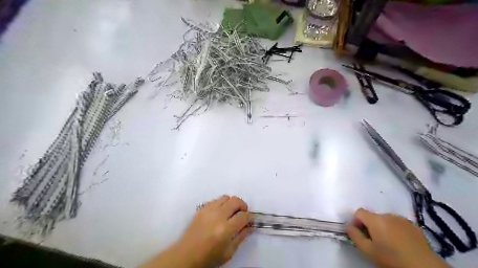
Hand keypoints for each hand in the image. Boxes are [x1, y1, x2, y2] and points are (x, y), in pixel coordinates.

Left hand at [141, 195, 252, 267]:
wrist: (186, 255)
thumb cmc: (209, 257)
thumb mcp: (228, 252)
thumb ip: (241, 237)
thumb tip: (251, 226)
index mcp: (225, 229)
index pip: (243, 215)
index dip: (249, 217)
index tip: (250, 220)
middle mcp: (218, 216)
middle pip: (236, 201)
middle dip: (243, 206)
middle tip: (242, 214)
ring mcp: (208, 210)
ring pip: (226, 197)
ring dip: (232, 203)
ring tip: (231, 212)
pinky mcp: (202, 208)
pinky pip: (216, 200)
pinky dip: (221, 204)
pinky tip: (220, 213)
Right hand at [346, 209, 450, 267]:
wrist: (424, 267)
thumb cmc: (392, 258)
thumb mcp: (368, 251)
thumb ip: (355, 236)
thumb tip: (348, 226)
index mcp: (375, 219)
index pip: (359, 212)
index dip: (356, 221)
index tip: (359, 234)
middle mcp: (388, 215)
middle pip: (372, 216)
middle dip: (370, 226)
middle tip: (374, 241)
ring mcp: (402, 219)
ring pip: (385, 220)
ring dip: (382, 227)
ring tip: (388, 243)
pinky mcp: (414, 225)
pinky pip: (397, 223)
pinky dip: (394, 230)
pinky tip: (400, 243)